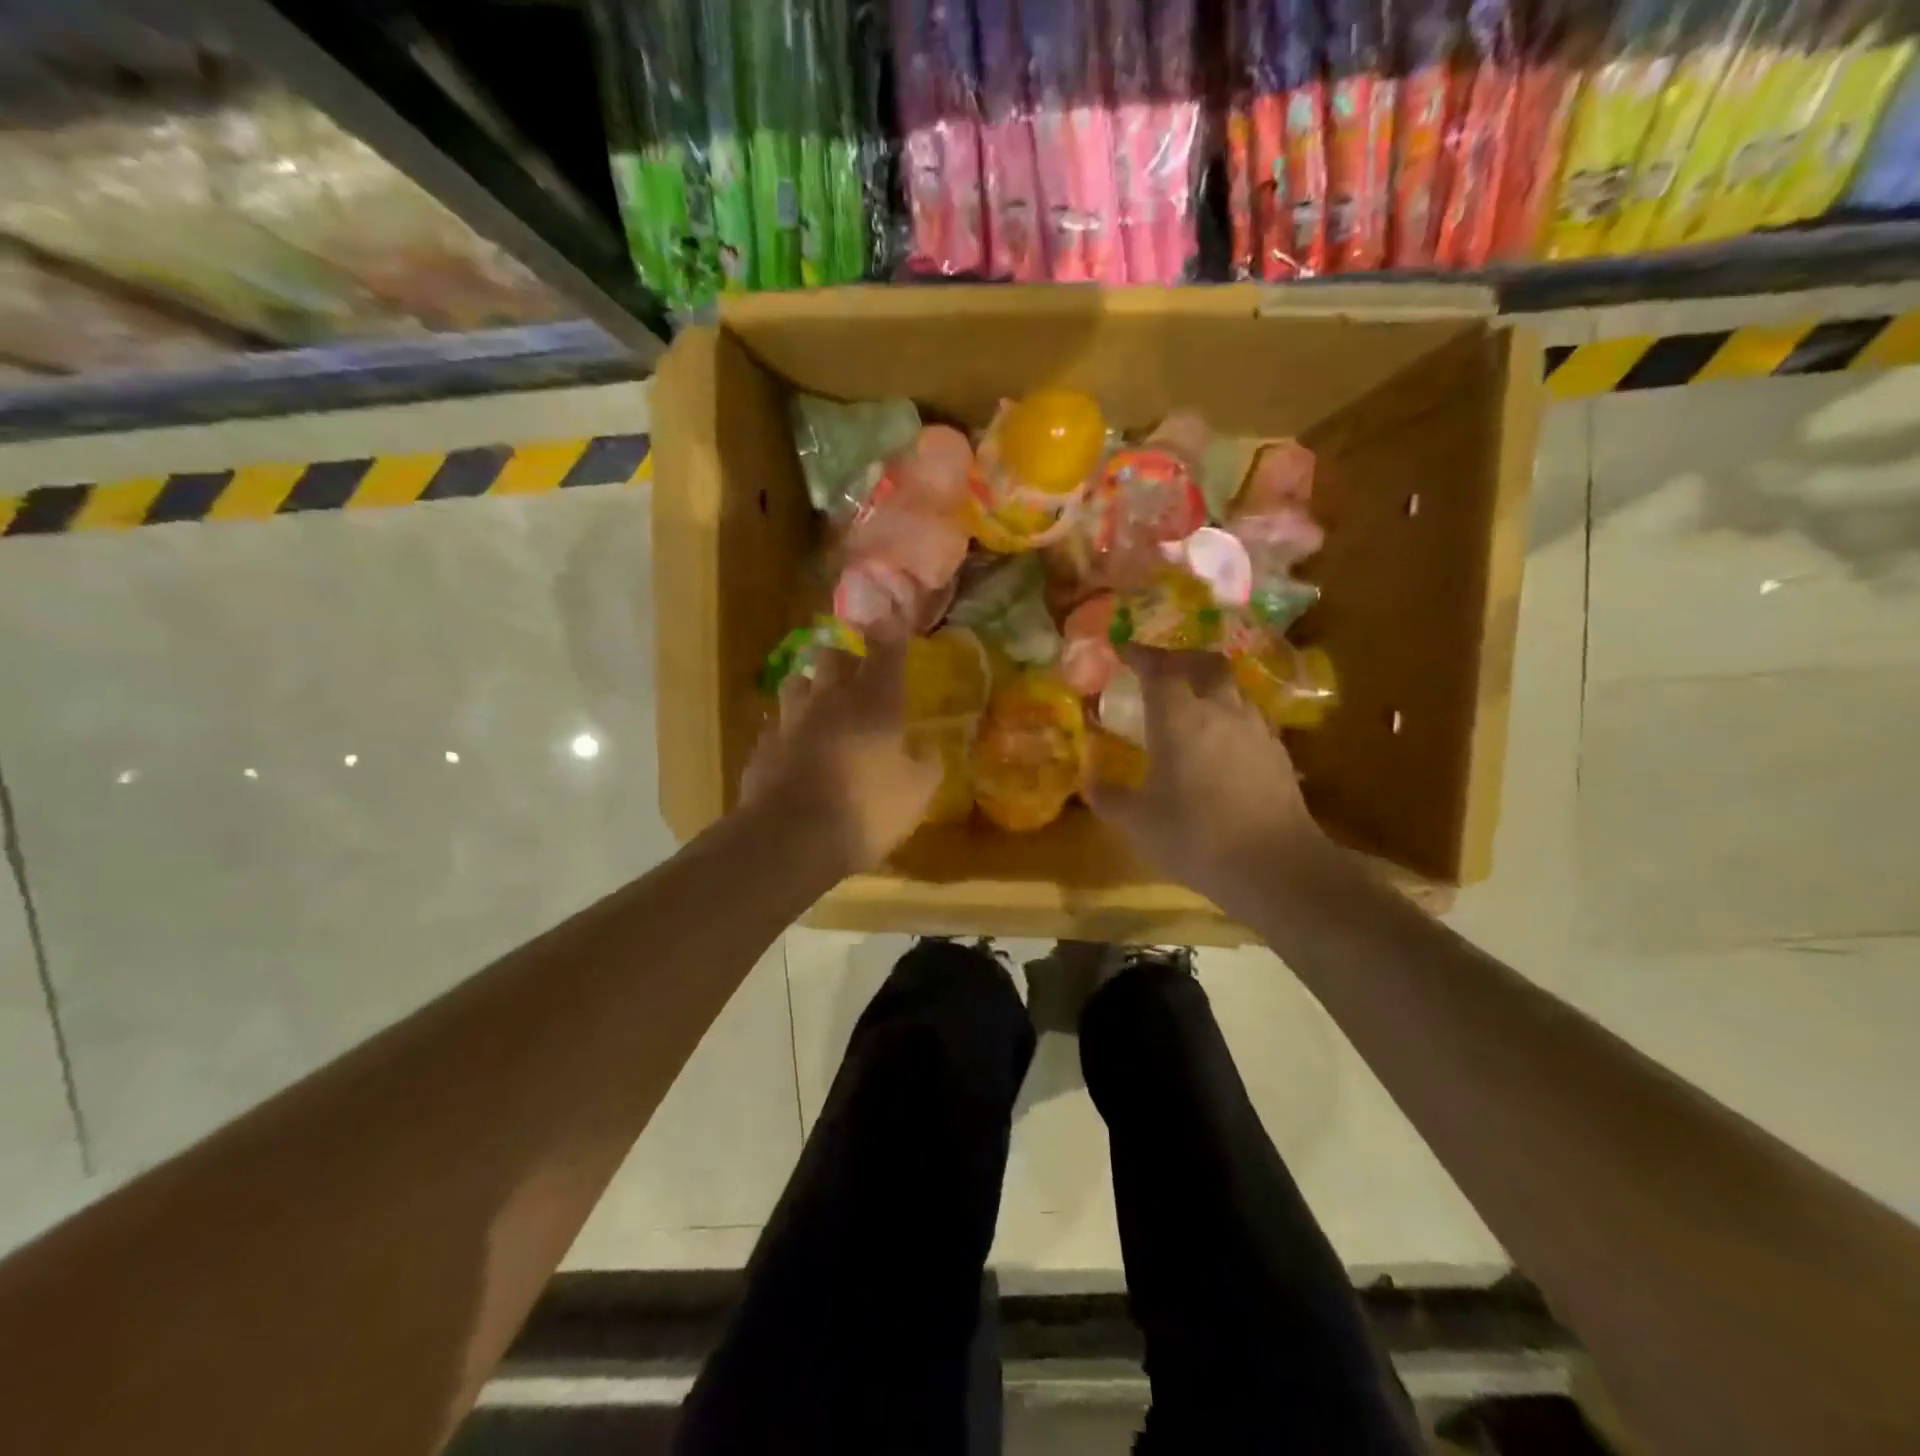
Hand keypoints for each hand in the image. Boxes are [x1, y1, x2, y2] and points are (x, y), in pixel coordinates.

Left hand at [741, 633, 940, 875]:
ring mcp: (790, 720)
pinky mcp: (763, 746)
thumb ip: (926, 764)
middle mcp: (830, 700)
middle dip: (845, 652)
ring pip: (797, 682)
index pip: (886, 652)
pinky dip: (788, 727)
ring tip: (818, 696)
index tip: (891, 615)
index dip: (891, 631)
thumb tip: (927, 748)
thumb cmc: (867, 809)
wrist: (791, 837)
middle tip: (854, 661)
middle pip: (833, 655)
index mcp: (875, 703)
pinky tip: (792, 741)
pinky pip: (776, 724)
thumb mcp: (917, 793)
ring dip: (810, 683)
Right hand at [1086, 647, 1327, 910]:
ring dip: (1209, 686)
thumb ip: (1109, 797)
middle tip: (1162, 670)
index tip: (1124, 651)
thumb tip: (1089, 782)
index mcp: (1179, 719)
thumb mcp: (1138, 823)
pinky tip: (1222, 742)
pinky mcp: (1278, 752)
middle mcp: (1220, 712)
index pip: (1159, 669)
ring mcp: (1255, 729)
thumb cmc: (1196, 837)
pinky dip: (1230, 716)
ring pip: (1232, 689)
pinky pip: (1250, 717)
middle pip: (1205, 664)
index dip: (1140, 655)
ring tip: (1192, 704)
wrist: (1276, 866)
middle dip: (1181, 659)